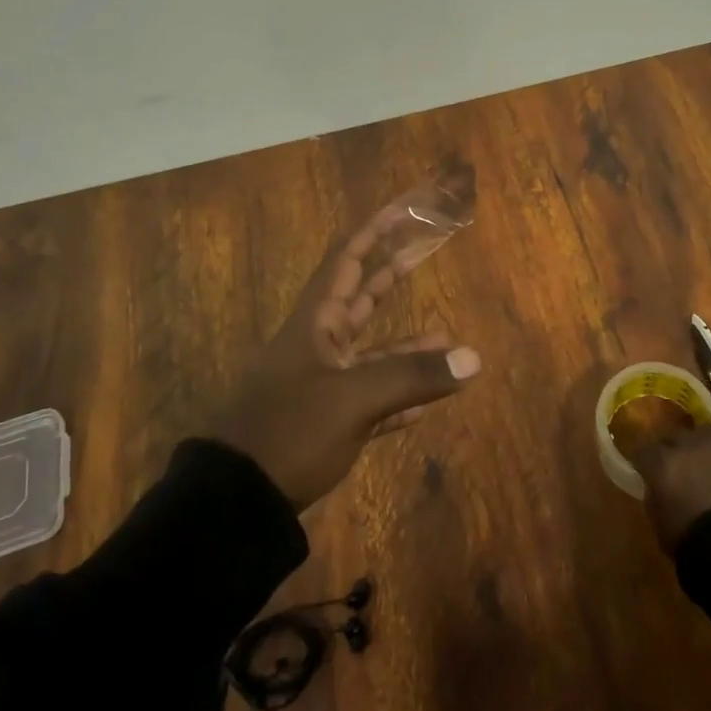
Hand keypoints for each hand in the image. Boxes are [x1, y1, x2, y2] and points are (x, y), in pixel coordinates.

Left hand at [209, 198, 482, 508]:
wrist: (236, 500)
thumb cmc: (290, 430)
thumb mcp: (354, 399)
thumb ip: (414, 376)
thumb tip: (474, 359)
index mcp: (315, 323)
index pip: (346, 261)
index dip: (373, 232)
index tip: (400, 210)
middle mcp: (319, 345)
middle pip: (360, 298)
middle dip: (391, 276)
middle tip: (423, 252)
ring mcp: (322, 384)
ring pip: (372, 353)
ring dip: (406, 345)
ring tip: (446, 336)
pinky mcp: (327, 422)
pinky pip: (371, 399)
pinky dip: (399, 396)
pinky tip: (427, 401)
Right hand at [628, 416, 710, 552]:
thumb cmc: (699, 544)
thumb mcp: (663, 528)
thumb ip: (656, 499)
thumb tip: (657, 487)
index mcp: (662, 463)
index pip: (643, 452)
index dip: (645, 463)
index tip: (647, 472)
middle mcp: (688, 443)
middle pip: (674, 436)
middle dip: (674, 451)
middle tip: (680, 470)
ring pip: (704, 430)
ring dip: (703, 444)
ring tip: (709, 459)